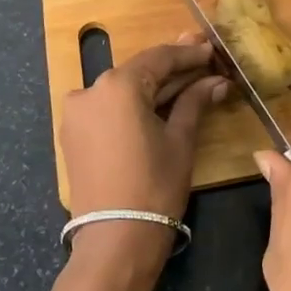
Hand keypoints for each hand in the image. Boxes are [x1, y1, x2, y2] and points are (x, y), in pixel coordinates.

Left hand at [60, 34, 227, 276]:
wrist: (115, 241)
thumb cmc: (155, 186)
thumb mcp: (180, 140)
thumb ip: (194, 102)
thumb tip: (217, 81)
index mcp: (117, 85)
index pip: (159, 58)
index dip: (188, 53)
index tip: (211, 49)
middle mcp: (90, 90)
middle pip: (139, 71)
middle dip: (172, 68)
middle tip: (203, 59)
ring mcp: (77, 112)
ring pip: (123, 89)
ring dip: (154, 86)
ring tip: (187, 80)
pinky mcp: (73, 133)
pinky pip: (108, 108)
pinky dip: (133, 105)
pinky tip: (158, 104)